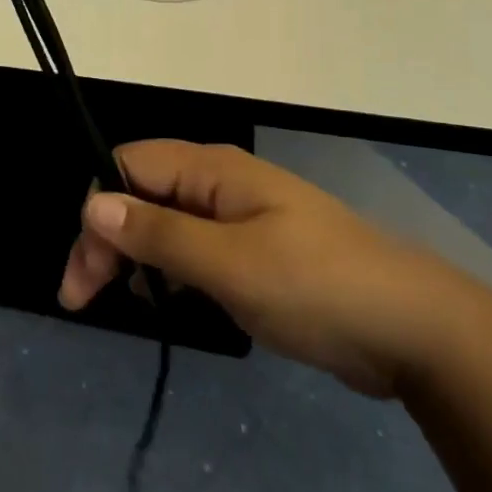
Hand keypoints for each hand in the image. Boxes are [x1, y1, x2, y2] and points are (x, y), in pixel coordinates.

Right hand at [58, 141, 455, 397]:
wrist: (409, 326)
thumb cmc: (313, 284)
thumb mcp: (229, 263)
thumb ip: (159, 234)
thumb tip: (92, 202)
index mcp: (212, 169)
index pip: (130, 166)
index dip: (98, 209)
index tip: (82, 275)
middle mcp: (219, 183)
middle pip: (143, 193)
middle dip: (108, 238)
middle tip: (84, 302)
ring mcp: (239, 217)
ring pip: (166, 222)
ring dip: (134, 256)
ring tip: (118, 303)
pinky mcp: (254, 252)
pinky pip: (194, 249)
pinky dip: (168, 271)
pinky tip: (163, 302)